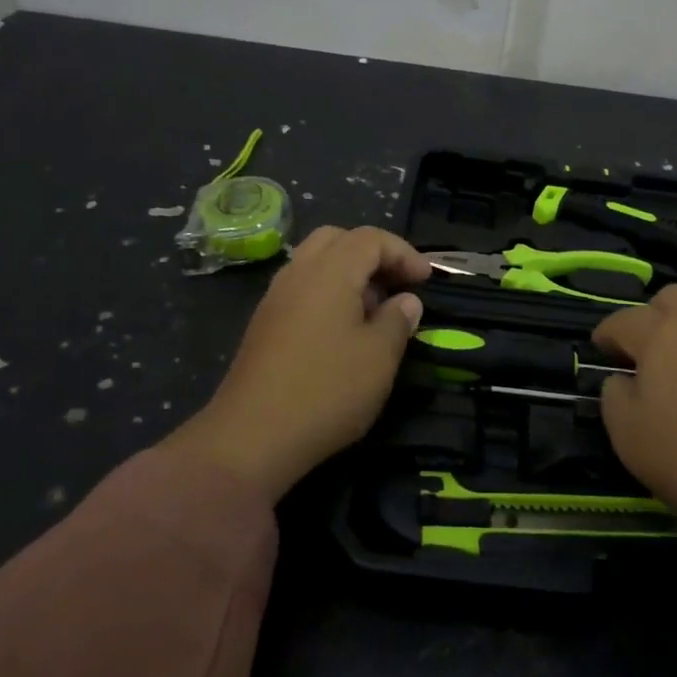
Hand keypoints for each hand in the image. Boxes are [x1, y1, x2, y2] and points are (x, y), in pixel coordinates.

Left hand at [163, 225, 429, 501]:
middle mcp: (298, 273)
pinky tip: (343, 331)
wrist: (251, 437)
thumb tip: (406, 301)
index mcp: (329, 271)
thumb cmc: (326, 390)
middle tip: (397, 284)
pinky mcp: (264, 325)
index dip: (403, 253)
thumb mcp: (379, 357)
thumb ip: (397, 320)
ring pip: (315, 262)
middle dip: (372, 254)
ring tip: (374, 309)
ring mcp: (275, 298)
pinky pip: (302, 288)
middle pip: (337, 239)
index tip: (425, 281)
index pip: (370, 238)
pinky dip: (328, 292)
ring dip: (349, 273)